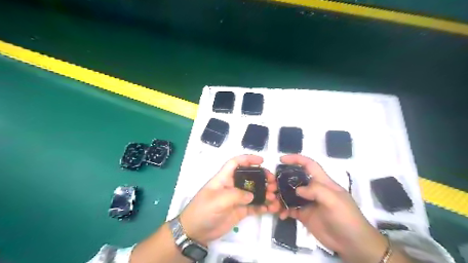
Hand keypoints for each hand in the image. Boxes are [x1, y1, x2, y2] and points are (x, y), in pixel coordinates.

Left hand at [180, 154, 280, 243]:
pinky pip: (254, 206)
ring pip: (254, 192)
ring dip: (265, 193)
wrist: (195, 232)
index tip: (262, 161)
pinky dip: (263, 206)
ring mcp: (237, 199)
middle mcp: (232, 186)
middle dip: (262, 177)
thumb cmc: (203, 211)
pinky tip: (271, 208)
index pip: (236, 163)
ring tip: (275, 197)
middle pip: (249, 177)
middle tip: (273, 183)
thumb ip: (236, 195)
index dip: (248, 159)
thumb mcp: (218, 200)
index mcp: (224, 178)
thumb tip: (252, 195)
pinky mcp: (240, 211)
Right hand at [279, 155, 385, 261]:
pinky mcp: (304, 215)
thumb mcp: (334, 201)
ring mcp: (308, 203)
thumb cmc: (346, 218)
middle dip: (282, 180)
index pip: (309, 165)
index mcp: (322, 182)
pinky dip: (283, 210)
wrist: (353, 244)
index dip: (296, 159)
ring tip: (272, 202)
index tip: (281, 160)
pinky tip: (281, 214)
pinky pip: (290, 209)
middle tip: (271, 185)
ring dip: (280, 196)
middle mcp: (313, 190)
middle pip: (295, 179)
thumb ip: (316, 191)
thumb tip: (297, 189)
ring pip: (290, 194)